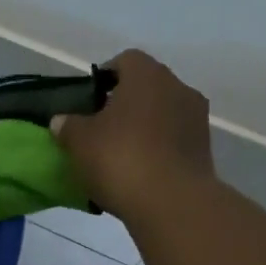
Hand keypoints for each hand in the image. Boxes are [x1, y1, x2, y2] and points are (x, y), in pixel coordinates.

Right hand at [52, 50, 213, 222]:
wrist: (173, 204)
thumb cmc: (121, 158)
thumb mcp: (80, 142)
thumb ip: (69, 126)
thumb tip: (61, 120)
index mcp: (147, 75)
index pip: (125, 60)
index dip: (105, 77)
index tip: (89, 100)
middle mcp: (178, 88)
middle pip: (147, 87)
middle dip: (125, 103)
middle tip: (101, 127)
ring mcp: (197, 119)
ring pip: (163, 114)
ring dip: (144, 127)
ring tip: (120, 153)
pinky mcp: (205, 150)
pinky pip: (174, 140)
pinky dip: (159, 149)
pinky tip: (141, 172)